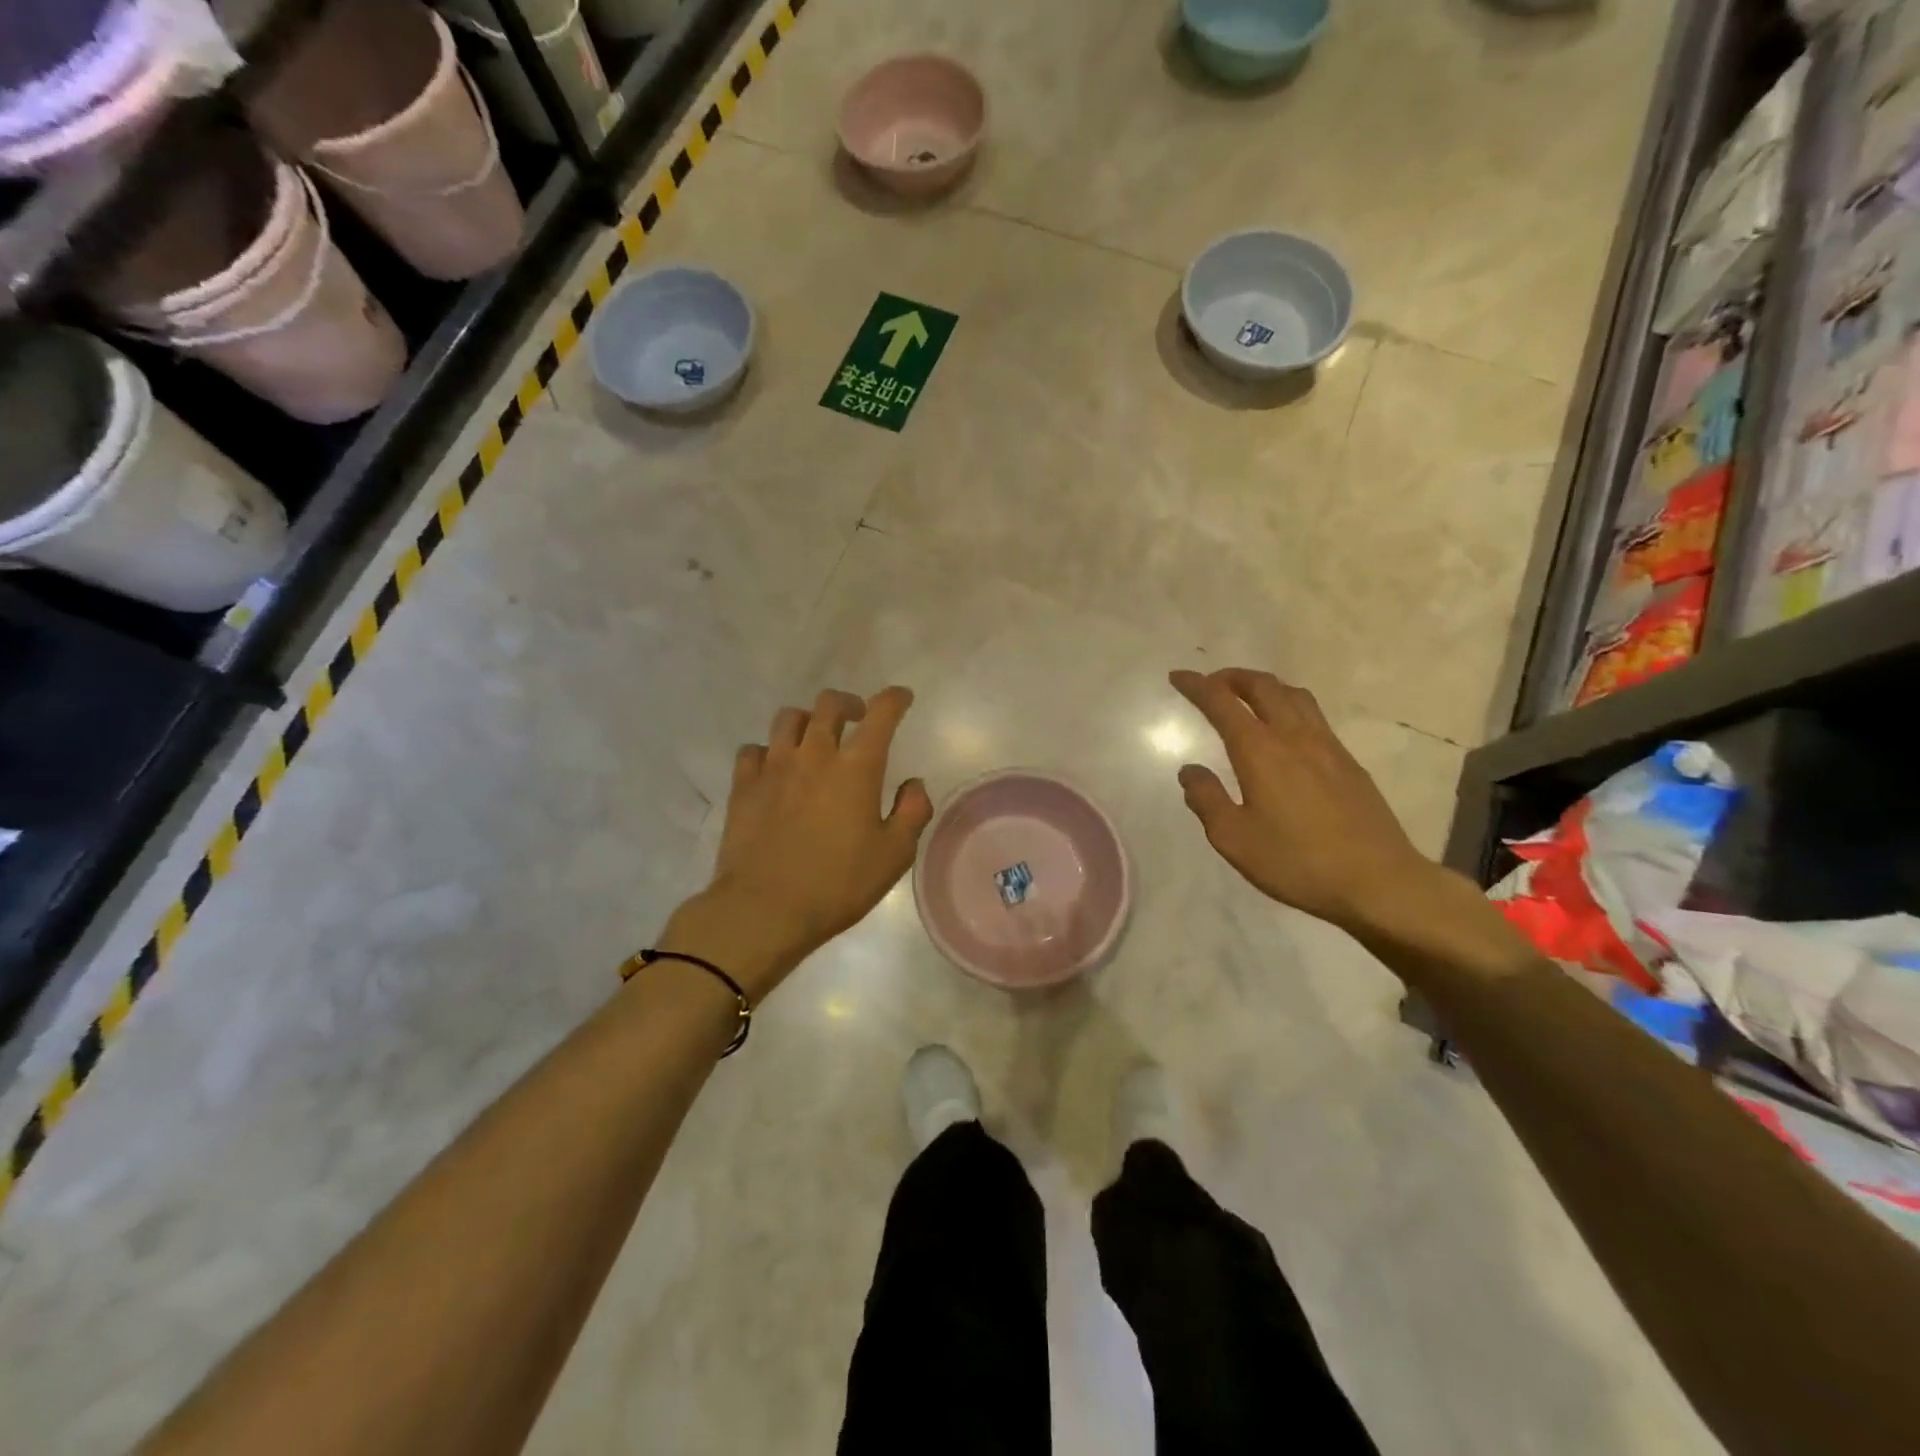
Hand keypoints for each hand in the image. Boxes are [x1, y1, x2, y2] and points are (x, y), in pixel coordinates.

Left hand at [660, 687, 932, 1000]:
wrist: (764, 909)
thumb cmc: (838, 884)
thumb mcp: (894, 855)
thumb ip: (912, 812)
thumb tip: (913, 784)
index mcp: (856, 768)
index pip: (881, 714)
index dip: (894, 699)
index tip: (902, 698)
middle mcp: (814, 755)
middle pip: (829, 705)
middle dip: (849, 703)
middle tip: (857, 719)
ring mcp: (773, 767)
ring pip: (788, 719)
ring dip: (808, 721)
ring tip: (814, 739)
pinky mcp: (743, 786)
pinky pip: (753, 750)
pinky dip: (768, 751)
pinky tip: (774, 769)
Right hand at [1169, 668, 1438, 933]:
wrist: (1378, 880)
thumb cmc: (1296, 862)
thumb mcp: (1233, 839)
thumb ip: (1206, 799)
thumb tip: (1190, 770)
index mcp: (1260, 751)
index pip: (1222, 703)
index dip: (1197, 686)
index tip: (1178, 677)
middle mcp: (1294, 736)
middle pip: (1262, 687)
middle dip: (1232, 677)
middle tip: (1211, 683)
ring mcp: (1327, 746)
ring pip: (1293, 695)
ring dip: (1264, 686)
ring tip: (1247, 697)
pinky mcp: (1348, 761)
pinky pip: (1313, 715)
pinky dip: (1288, 704)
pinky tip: (1285, 730)